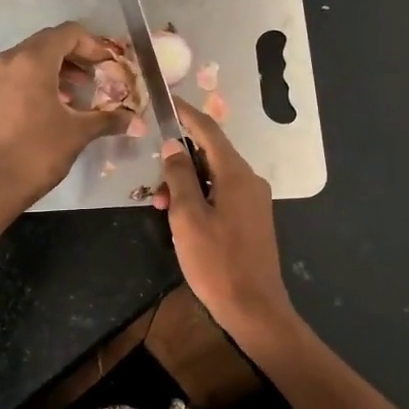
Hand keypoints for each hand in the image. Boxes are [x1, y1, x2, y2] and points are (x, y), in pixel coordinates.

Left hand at [0, 22, 126, 209]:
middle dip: (77, 56)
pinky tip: (55, 106)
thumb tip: (138, 122)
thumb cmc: (37, 152)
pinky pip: (19, 76)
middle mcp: (10, 60)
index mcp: (32, 61)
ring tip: (79, 93)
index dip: (93, 45)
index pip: (68, 34)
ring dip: (59, 69)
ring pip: (32, 59)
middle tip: (98, 76)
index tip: (109, 66)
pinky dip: (40, 81)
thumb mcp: (78, 133)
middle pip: (49, 42)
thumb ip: (109, 120)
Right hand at [154, 98, 294, 338]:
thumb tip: (173, 146)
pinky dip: (199, 198)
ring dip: (186, 185)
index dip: (186, 114)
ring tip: (162, 209)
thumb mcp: (188, 217)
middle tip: (154, 186)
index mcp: (236, 174)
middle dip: (179, 162)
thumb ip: (179, 177)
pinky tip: (182, 220)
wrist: (254, 307)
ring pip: (214, 177)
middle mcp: (249, 180)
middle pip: (210, 154)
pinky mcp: (252, 219)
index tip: (165, 101)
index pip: (209, 130)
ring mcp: (254, 201)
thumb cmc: (216, 262)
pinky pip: (222, 195)